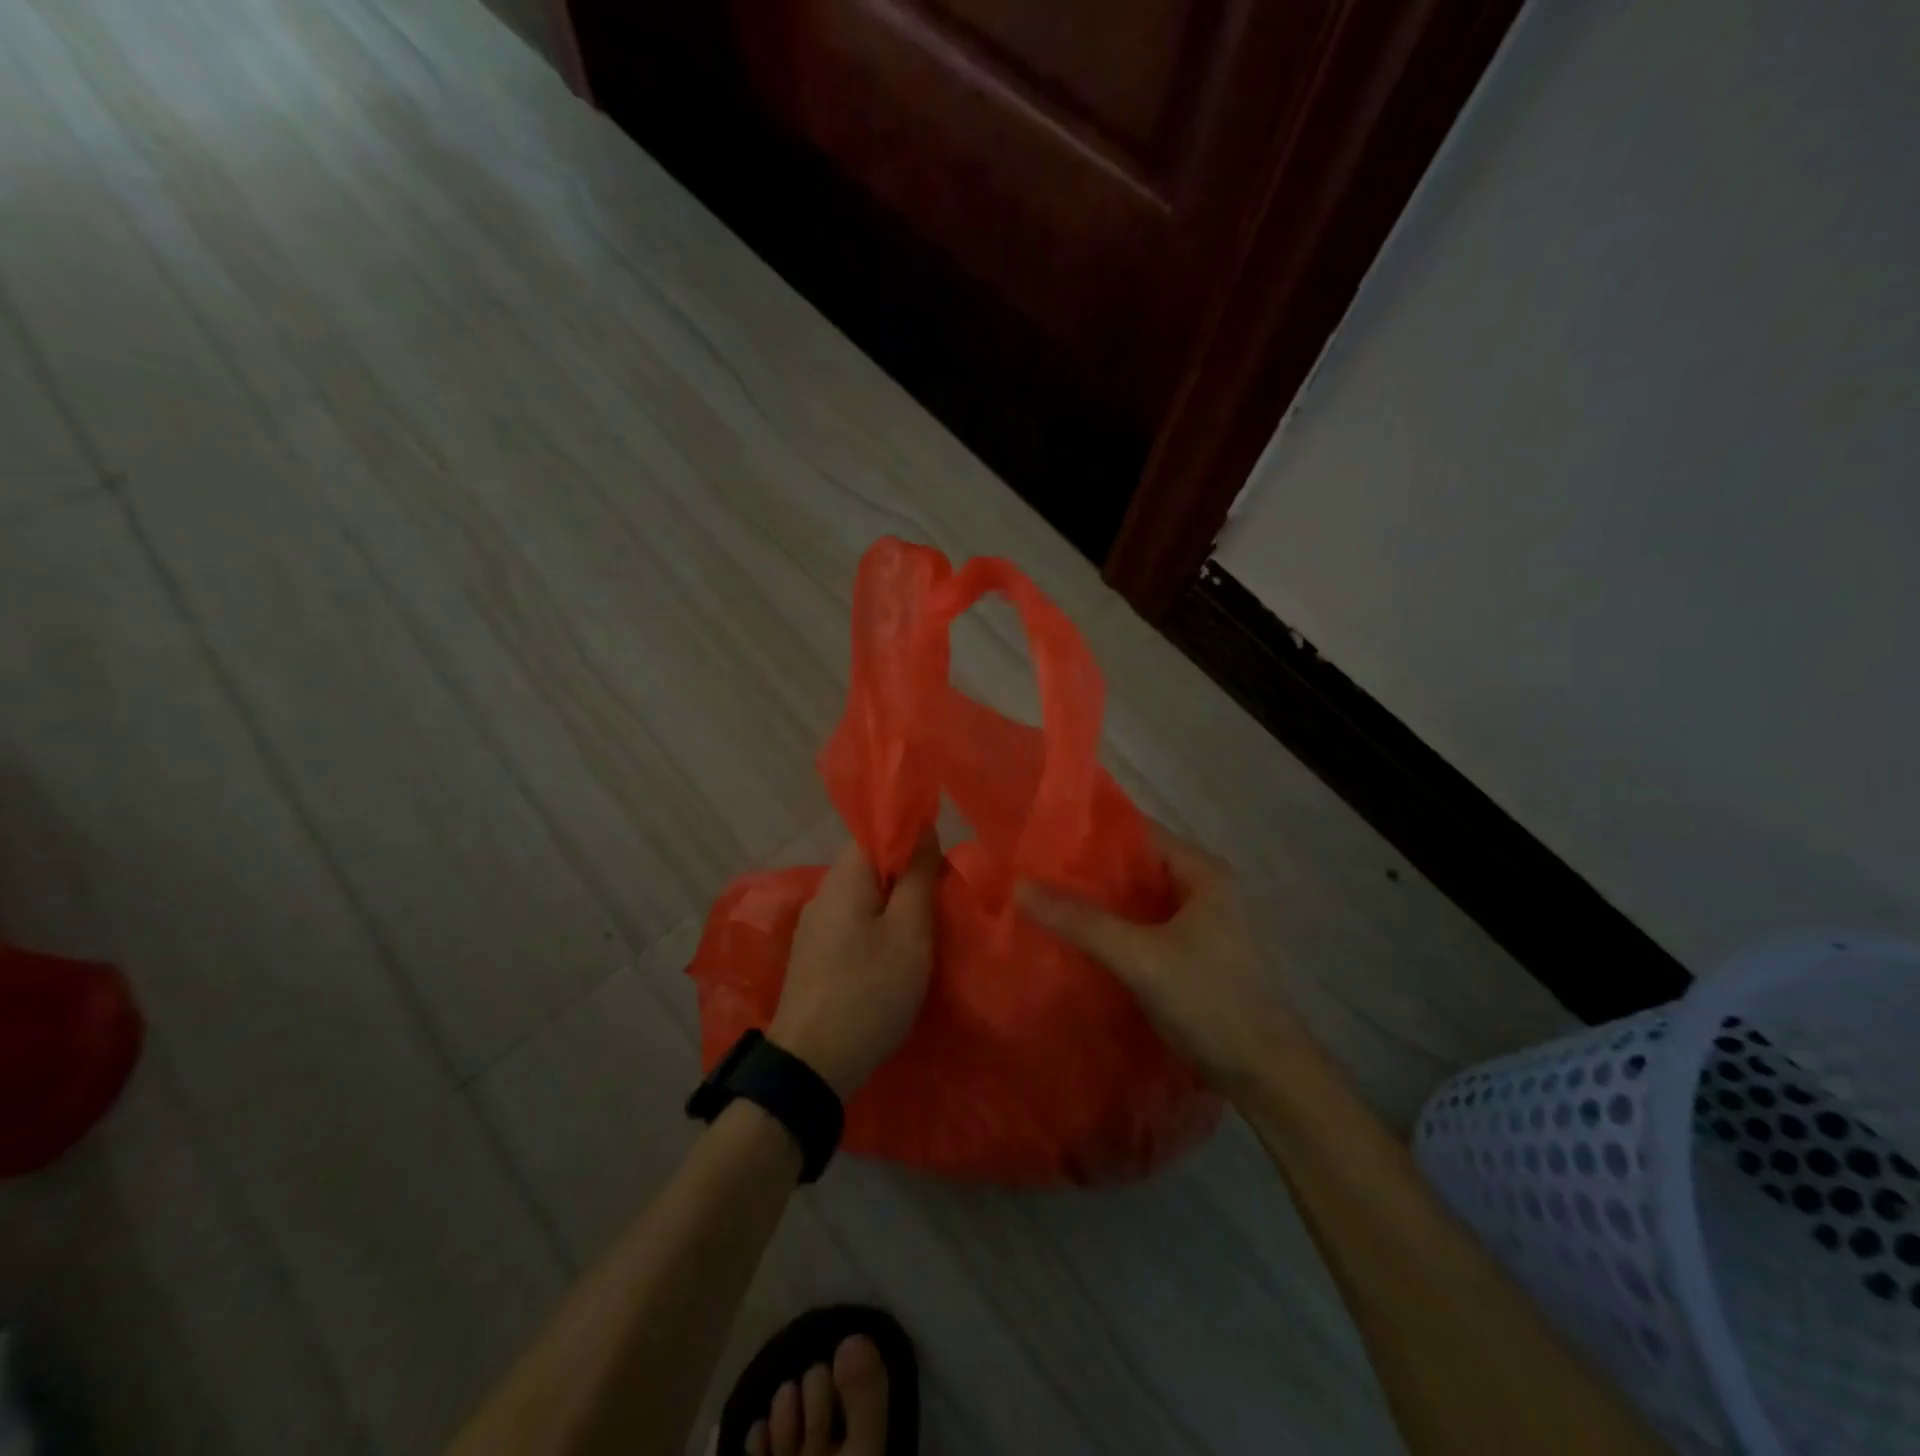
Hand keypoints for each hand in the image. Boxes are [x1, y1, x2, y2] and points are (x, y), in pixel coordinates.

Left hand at [768, 836, 939, 1097]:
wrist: (812, 1064)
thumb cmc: (870, 991)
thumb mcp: (909, 932)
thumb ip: (917, 876)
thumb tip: (923, 830)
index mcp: (843, 879)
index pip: (875, 834)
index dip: (911, 838)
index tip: (942, 859)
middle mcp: (822, 895)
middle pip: (869, 867)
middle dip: (907, 875)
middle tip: (942, 897)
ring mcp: (814, 928)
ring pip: (862, 899)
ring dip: (894, 905)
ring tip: (926, 927)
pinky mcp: (814, 957)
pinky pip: (852, 925)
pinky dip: (877, 929)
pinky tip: (895, 953)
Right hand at [1017, 825, 1304, 1093]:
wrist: (1266, 1074)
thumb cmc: (1210, 1001)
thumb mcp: (1140, 958)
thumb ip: (1082, 921)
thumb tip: (1021, 885)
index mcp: (1203, 872)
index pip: (1140, 832)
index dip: (1093, 832)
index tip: (1045, 838)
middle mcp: (1206, 889)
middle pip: (1138, 866)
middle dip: (1091, 870)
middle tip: (1037, 871)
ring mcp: (1204, 923)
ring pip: (1141, 900)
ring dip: (1102, 902)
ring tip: (1049, 900)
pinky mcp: (1197, 955)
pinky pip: (1147, 927)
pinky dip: (1117, 928)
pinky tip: (1082, 938)